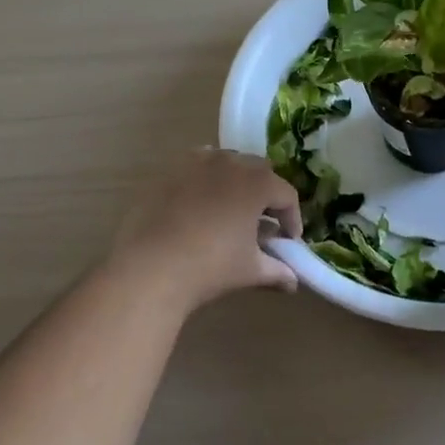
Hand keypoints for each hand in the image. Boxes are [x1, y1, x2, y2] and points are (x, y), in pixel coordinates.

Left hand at [113, 149, 302, 309]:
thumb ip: (276, 271)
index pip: (286, 195)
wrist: (151, 266)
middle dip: (266, 196)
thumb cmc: (210, 266)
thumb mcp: (250, 270)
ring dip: (237, 182)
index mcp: (257, 182)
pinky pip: (198, 166)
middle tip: (263, 224)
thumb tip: (293, 282)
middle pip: (259, 172)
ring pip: (228, 163)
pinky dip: (207, 179)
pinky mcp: (171, 169)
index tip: (289, 242)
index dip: (292, 219)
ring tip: (231, 212)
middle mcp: (231, 162)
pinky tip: (200, 203)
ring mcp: (198, 162)